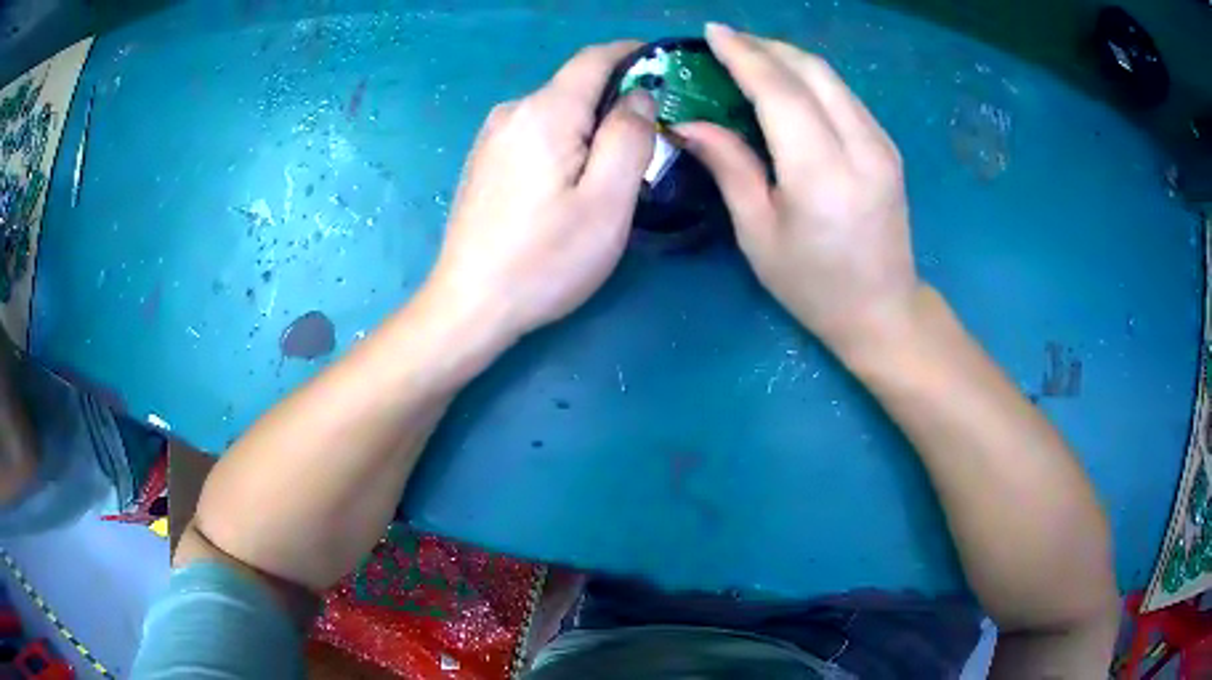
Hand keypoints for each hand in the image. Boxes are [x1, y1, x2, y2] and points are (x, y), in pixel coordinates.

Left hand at [427, 42, 655, 340]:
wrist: (470, 304)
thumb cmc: (546, 258)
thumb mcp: (608, 200)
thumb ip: (630, 137)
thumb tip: (638, 95)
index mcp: (545, 111)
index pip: (594, 58)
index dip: (632, 53)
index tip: (663, 66)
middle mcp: (512, 111)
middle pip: (575, 85)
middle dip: (615, 98)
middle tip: (649, 139)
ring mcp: (491, 136)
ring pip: (555, 110)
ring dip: (589, 123)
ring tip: (612, 166)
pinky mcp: (484, 160)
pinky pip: (533, 132)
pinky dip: (562, 139)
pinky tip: (568, 179)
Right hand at [678, 24, 920, 353]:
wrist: (883, 311)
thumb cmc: (813, 285)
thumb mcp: (759, 233)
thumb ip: (729, 167)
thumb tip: (688, 123)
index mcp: (821, 173)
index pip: (780, 91)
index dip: (743, 55)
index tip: (712, 31)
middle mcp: (860, 147)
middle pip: (811, 71)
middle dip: (765, 47)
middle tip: (727, 43)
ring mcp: (882, 144)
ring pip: (832, 78)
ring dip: (789, 58)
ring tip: (752, 57)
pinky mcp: (888, 147)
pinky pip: (845, 95)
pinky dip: (812, 78)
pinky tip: (789, 84)